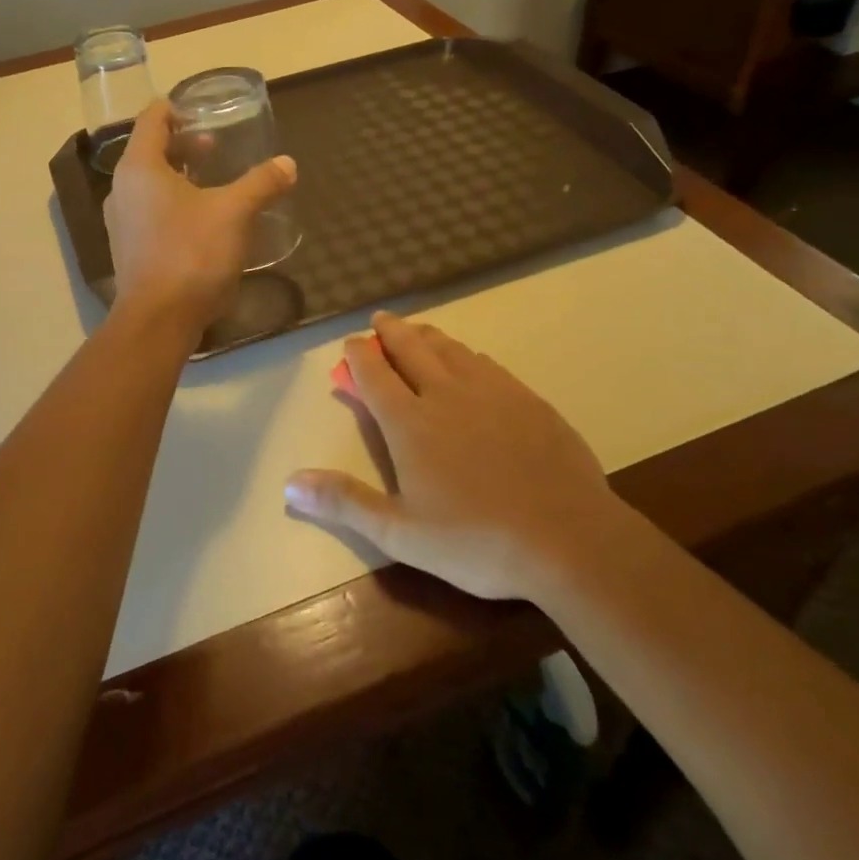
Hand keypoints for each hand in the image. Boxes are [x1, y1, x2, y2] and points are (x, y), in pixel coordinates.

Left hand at [103, 102, 297, 329]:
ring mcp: (121, 221)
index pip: (152, 119)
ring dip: (179, 176)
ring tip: (212, 182)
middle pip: (150, 151)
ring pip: (149, 183)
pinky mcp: (128, 247)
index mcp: (140, 167)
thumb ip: (261, 183)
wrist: (158, 320)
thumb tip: (287, 164)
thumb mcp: (234, 212)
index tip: (201, 111)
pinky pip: (149, 210)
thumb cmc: (191, 253)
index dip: (175, 108)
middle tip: (216, 148)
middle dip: (183, 145)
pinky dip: (172, 203)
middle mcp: (122, 189)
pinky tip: (201, 219)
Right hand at [284, 312, 622, 602]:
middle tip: (380, 319)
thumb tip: (289, 484)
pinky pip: (487, 364)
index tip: (350, 343)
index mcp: (409, 422)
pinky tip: (470, 363)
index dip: (357, 355)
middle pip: (410, 348)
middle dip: (390, 331)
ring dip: (427, 336)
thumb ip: (345, 503)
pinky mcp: (527, 399)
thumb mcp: (400, 533)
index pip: (374, 373)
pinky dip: (466, 355)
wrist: (569, 538)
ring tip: (418, 332)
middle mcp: (445, 393)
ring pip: (450, 349)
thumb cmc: (475, 540)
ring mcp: (491, 391)